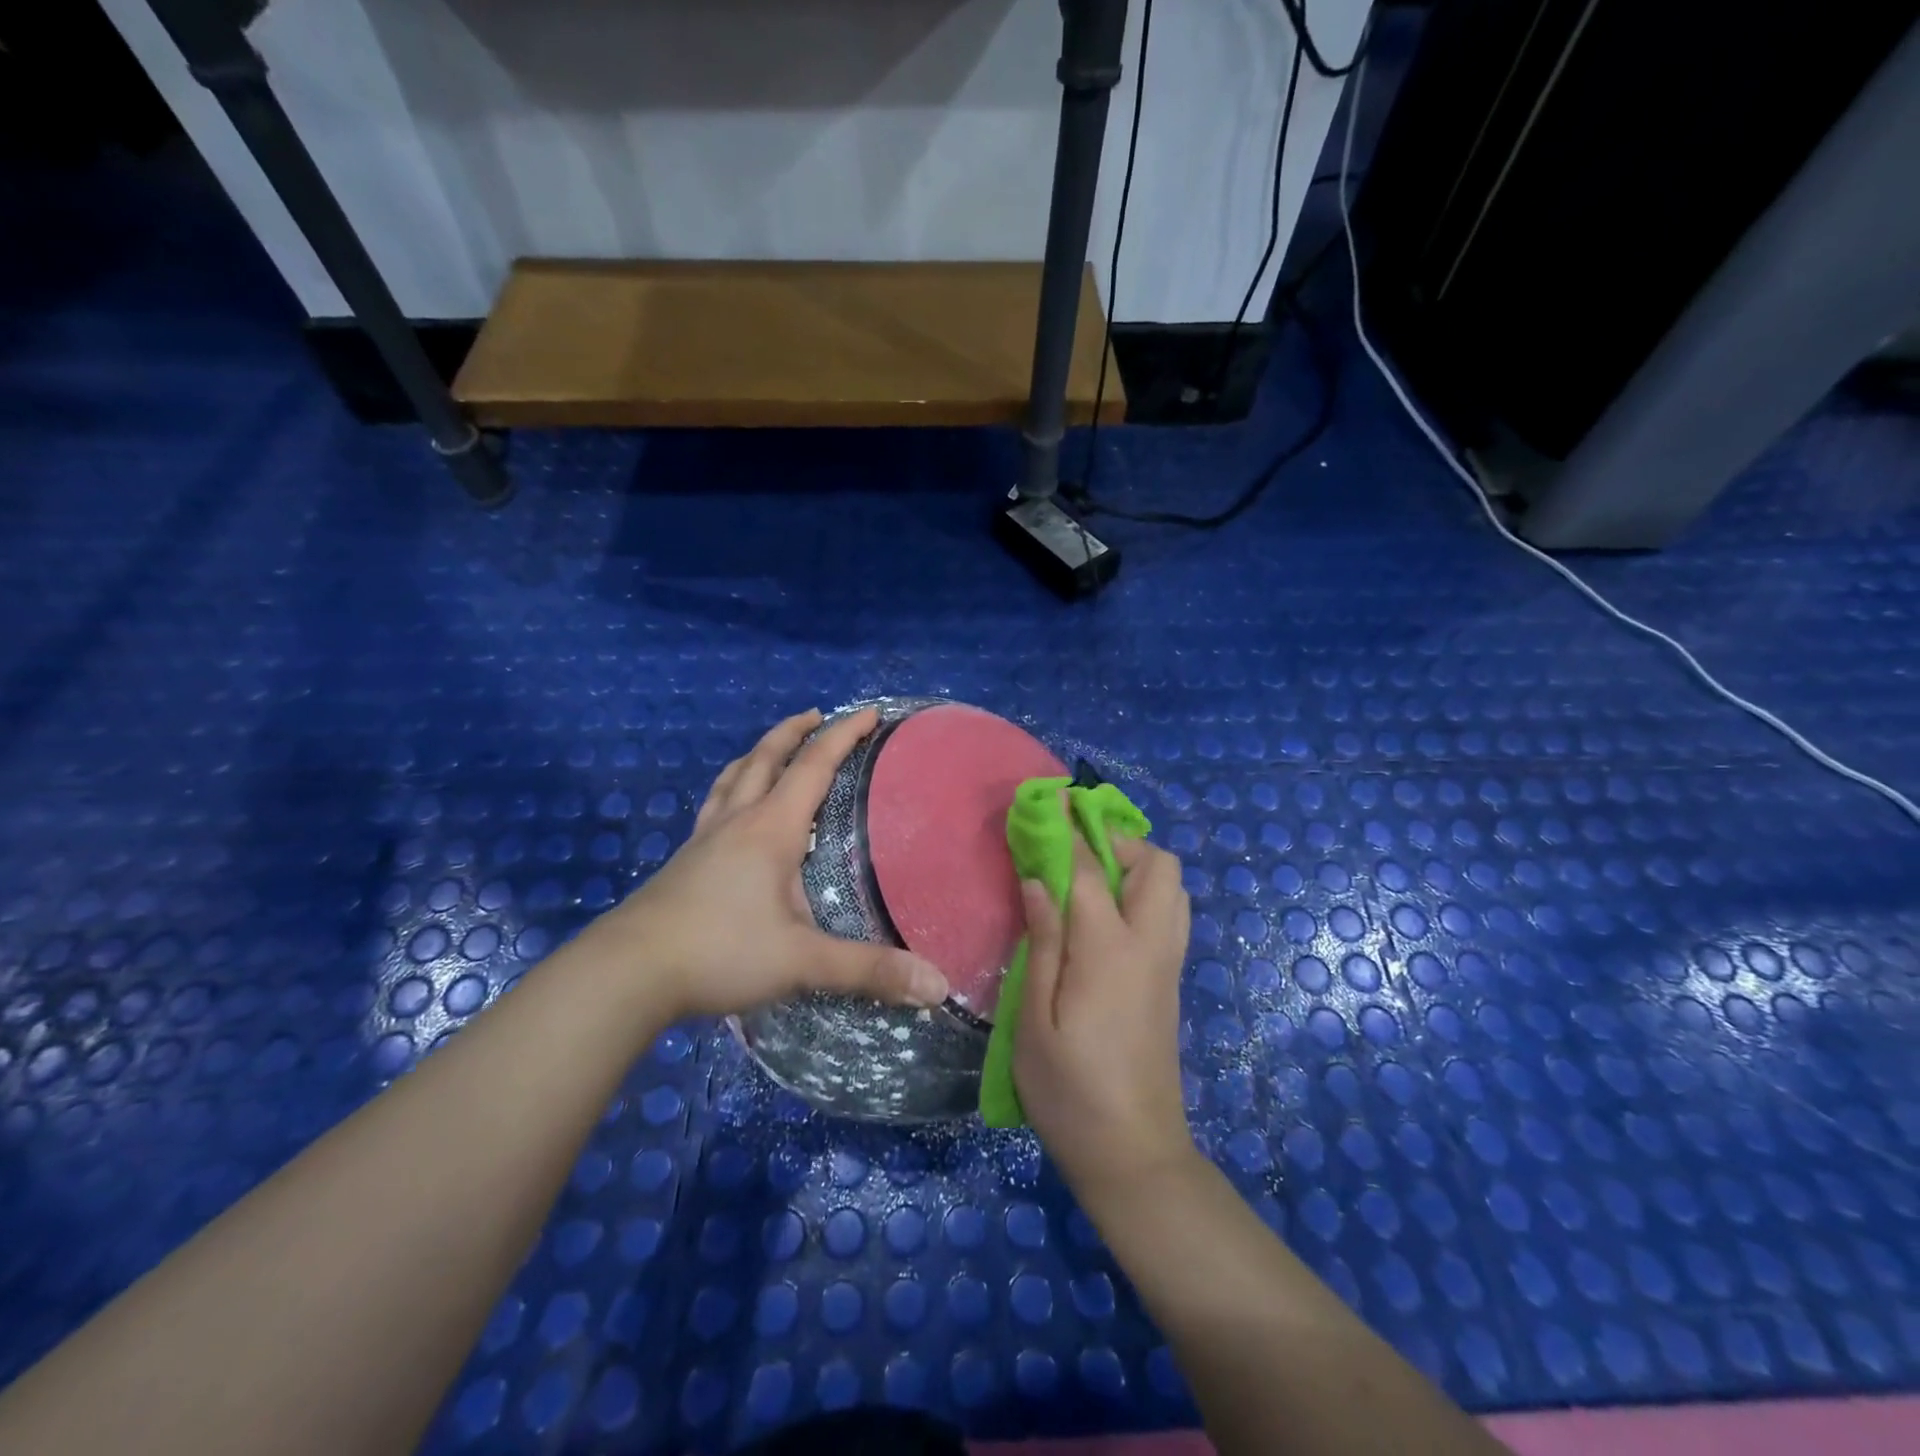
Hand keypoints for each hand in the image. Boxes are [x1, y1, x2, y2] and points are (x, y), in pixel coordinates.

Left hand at [583, 708, 949, 1020]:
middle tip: (818, 716)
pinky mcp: (683, 861)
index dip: (844, 735)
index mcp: (771, 829)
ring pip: (733, 777)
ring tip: (773, 749)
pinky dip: (732, 788)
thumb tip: (937, 986)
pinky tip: (732, 811)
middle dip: (795, 731)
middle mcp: (737, 821)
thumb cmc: (720, 951)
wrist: (627, 972)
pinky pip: (714, 805)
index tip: (870, 713)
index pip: (814, 766)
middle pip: (765, 758)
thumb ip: (869, 970)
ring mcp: (704, 838)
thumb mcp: (802, 961)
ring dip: (758, 754)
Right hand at [1014, 832, 1194, 1198]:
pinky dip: (1144, 891)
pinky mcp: (1171, 980)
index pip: (1090, 867)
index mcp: (1109, 949)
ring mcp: (1168, 962)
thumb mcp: (1035, 1019)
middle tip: (1071, 852)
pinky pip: (1170, 912)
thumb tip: (1037, 879)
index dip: (1067, 829)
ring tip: (1088, 879)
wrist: (1134, 1154)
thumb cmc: (1069, 1091)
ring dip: (1136, 865)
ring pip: (1172, 887)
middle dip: (1116, 840)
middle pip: (1156, 864)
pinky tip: (1105, 916)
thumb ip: (1041, 941)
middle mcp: (1149, 944)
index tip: (1047, 802)